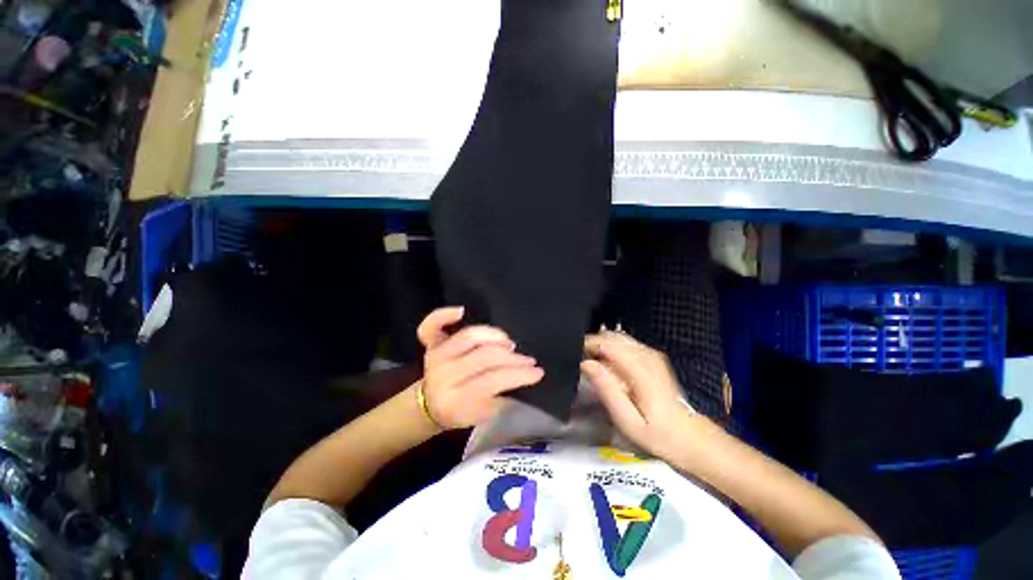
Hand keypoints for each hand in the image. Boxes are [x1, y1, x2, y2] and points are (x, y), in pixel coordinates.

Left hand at [416, 307, 543, 429]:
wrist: (429, 405)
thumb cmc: (461, 412)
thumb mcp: (482, 416)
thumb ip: (501, 399)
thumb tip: (523, 376)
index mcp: (455, 400)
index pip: (492, 381)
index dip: (518, 375)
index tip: (537, 372)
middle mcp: (444, 375)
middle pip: (484, 357)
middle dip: (512, 358)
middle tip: (528, 360)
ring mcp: (436, 357)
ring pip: (469, 337)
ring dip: (495, 336)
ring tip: (509, 343)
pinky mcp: (430, 345)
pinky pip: (431, 326)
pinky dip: (444, 315)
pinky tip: (462, 311)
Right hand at [582, 331, 696, 460]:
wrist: (690, 436)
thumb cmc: (657, 433)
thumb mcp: (627, 420)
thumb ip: (607, 389)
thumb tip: (587, 364)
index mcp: (640, 370)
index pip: (608, 344)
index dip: (588, 344)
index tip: (574, 354)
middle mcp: (647, 355)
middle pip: (613, 336)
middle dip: (593, 342)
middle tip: (580, 358)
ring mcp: (652, 354)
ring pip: (619, 337)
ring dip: (602, 344)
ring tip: (591, 360)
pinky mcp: (653, 357)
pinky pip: (627, 343)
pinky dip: (612, 347)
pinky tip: (607, 362)